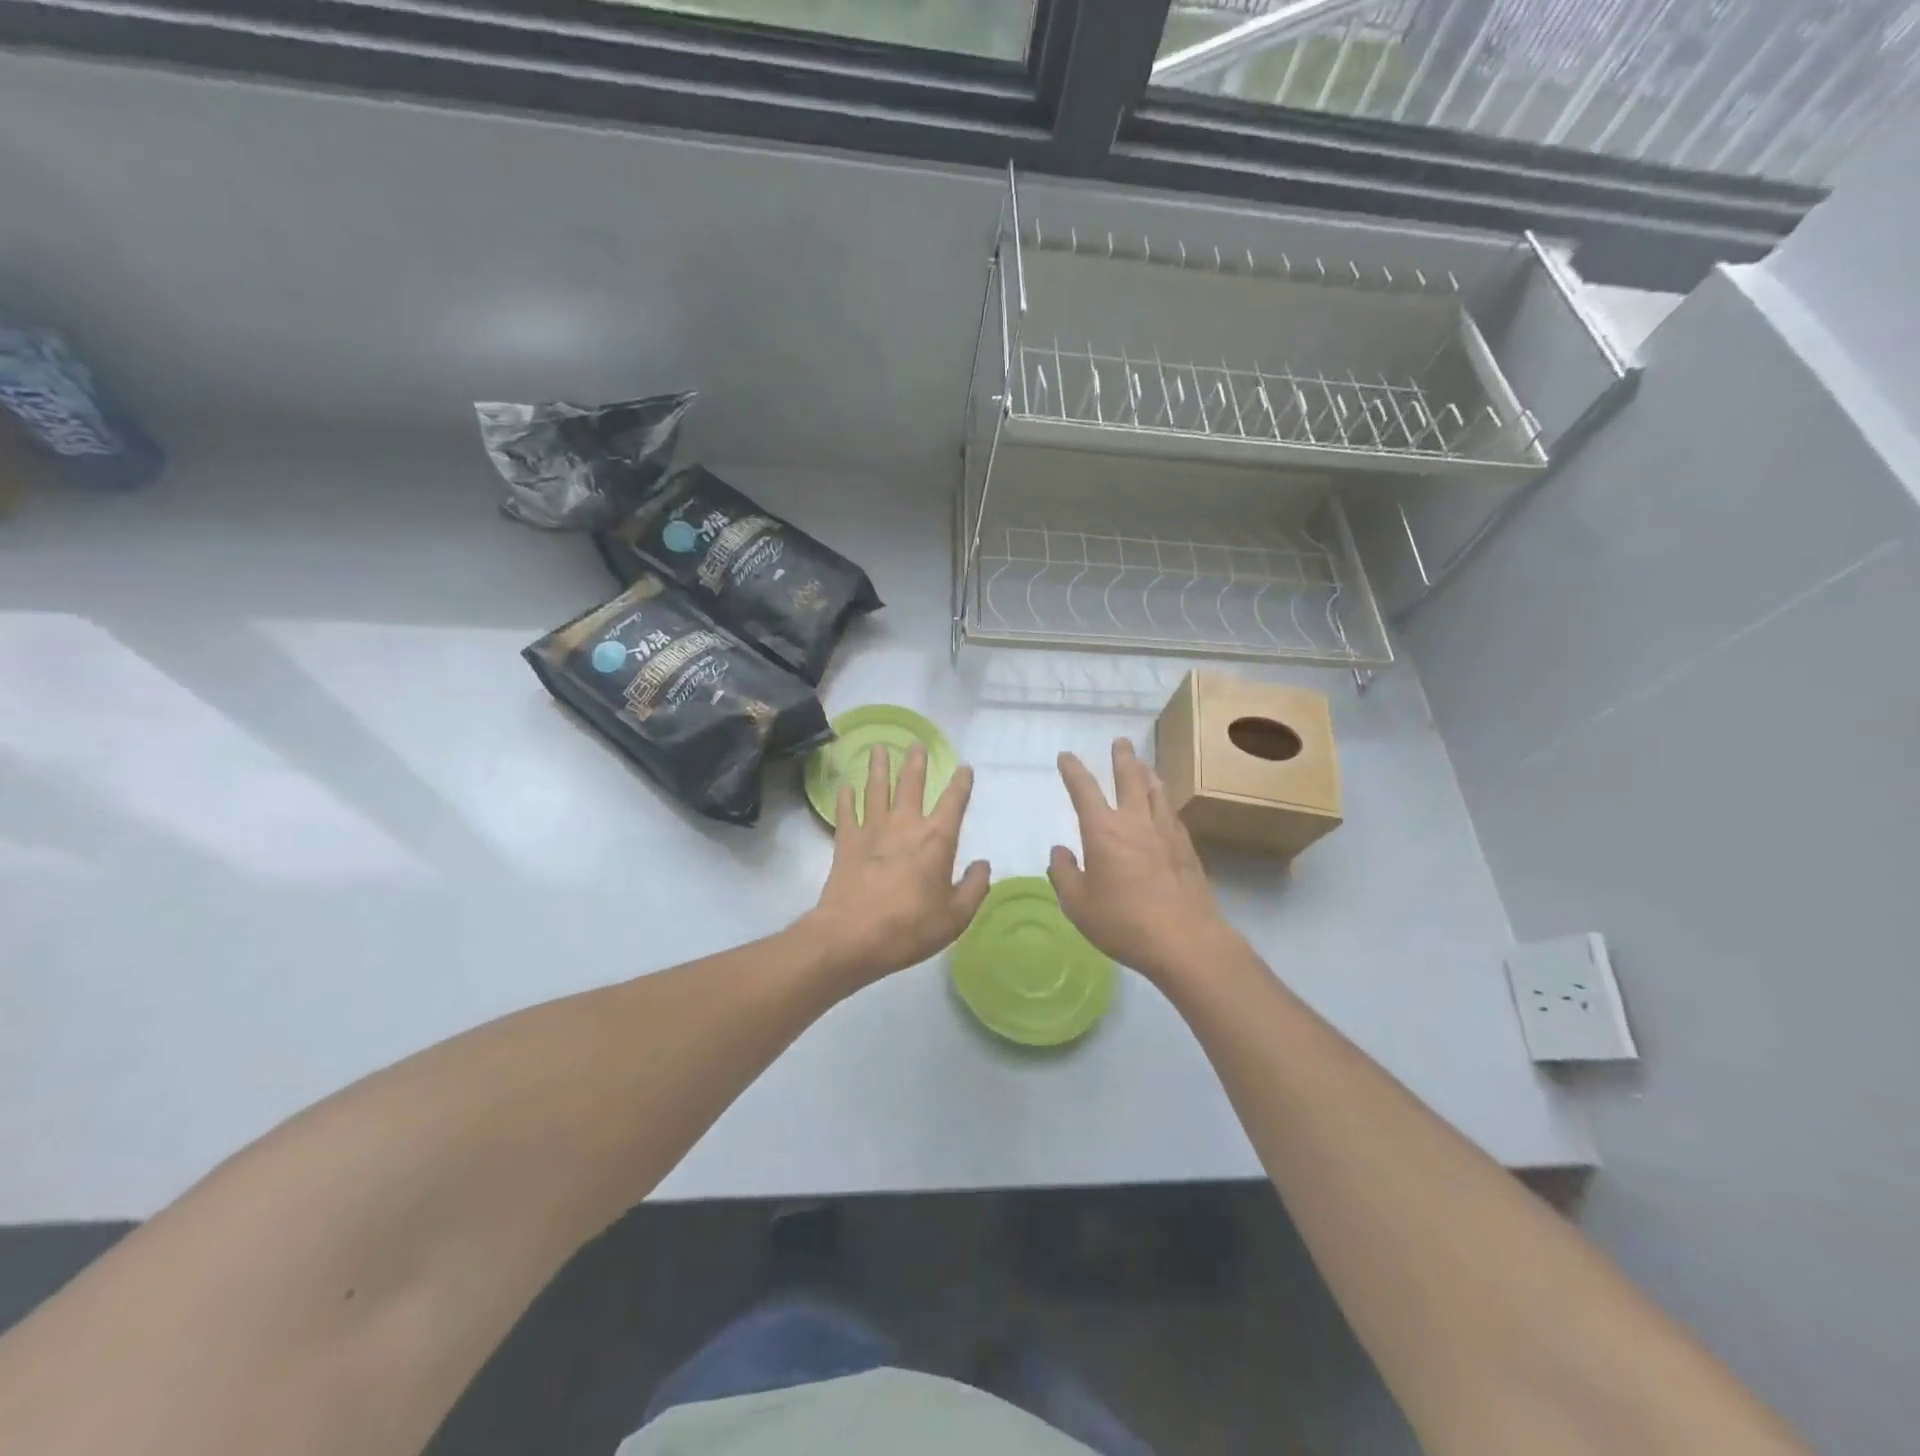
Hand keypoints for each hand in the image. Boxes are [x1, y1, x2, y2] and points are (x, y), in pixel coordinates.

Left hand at [799, 742, 990, 989]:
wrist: (852, 936)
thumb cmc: (910, 927)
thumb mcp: (956, 916)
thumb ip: (974, 888)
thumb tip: (983, 865)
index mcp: (937, 839)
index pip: (954, 801)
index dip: (961, 783)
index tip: (965, 767)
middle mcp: (905, 825)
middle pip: (911, 783)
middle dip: (916, 762)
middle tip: (916, 743)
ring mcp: (872, 830)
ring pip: (876, 789)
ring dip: (878, 767)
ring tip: (878, 747)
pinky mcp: (845, 842)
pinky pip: (846, 812)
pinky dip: (845, 797)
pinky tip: (845, 785)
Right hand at [1048, 738, 1236, 986]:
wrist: (1184, 940)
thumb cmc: (1123, 923)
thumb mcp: (1078, 904)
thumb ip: (1064, 874)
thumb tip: (1059, 851)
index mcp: (1103, 831)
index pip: (1084, 790)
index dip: (1073, 770)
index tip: (1066, 756)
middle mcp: (1135, 822)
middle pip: (1129, 778)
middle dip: (1122, 758)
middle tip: (1121, 741)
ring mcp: (1165, 832)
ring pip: (1156, 791)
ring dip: (1147, 773)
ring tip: (1144, 764)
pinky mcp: (1186, 848)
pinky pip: (1172, 812)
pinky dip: (1164, 799)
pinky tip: (1164, 804)